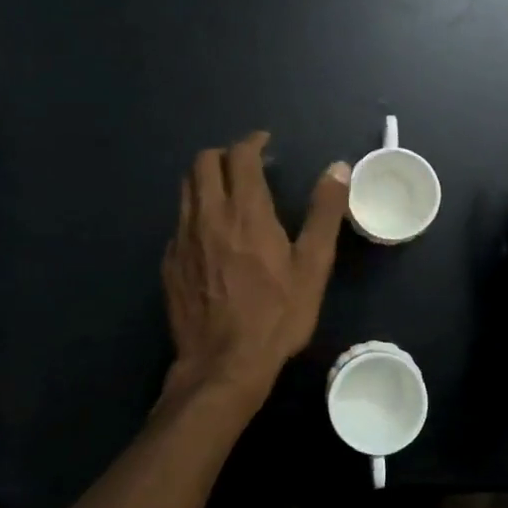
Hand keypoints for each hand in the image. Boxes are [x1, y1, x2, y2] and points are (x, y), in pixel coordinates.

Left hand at [162, 131, 350, 411]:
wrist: (223, 365)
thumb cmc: (276, 315)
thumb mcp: (312, 266)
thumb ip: (324, 213)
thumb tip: (338, 168)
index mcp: (245, 211)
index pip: (240, 156)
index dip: (252, 142)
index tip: (265, 143)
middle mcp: (207, 215)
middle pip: (203, 163)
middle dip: (224, 154)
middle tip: (246, 165)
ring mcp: (182, 239)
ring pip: (186, 189)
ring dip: (206, 179)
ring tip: (228, 193)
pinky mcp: (169, 263)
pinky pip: (179, 222)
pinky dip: (196, 213)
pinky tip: (211, 236)